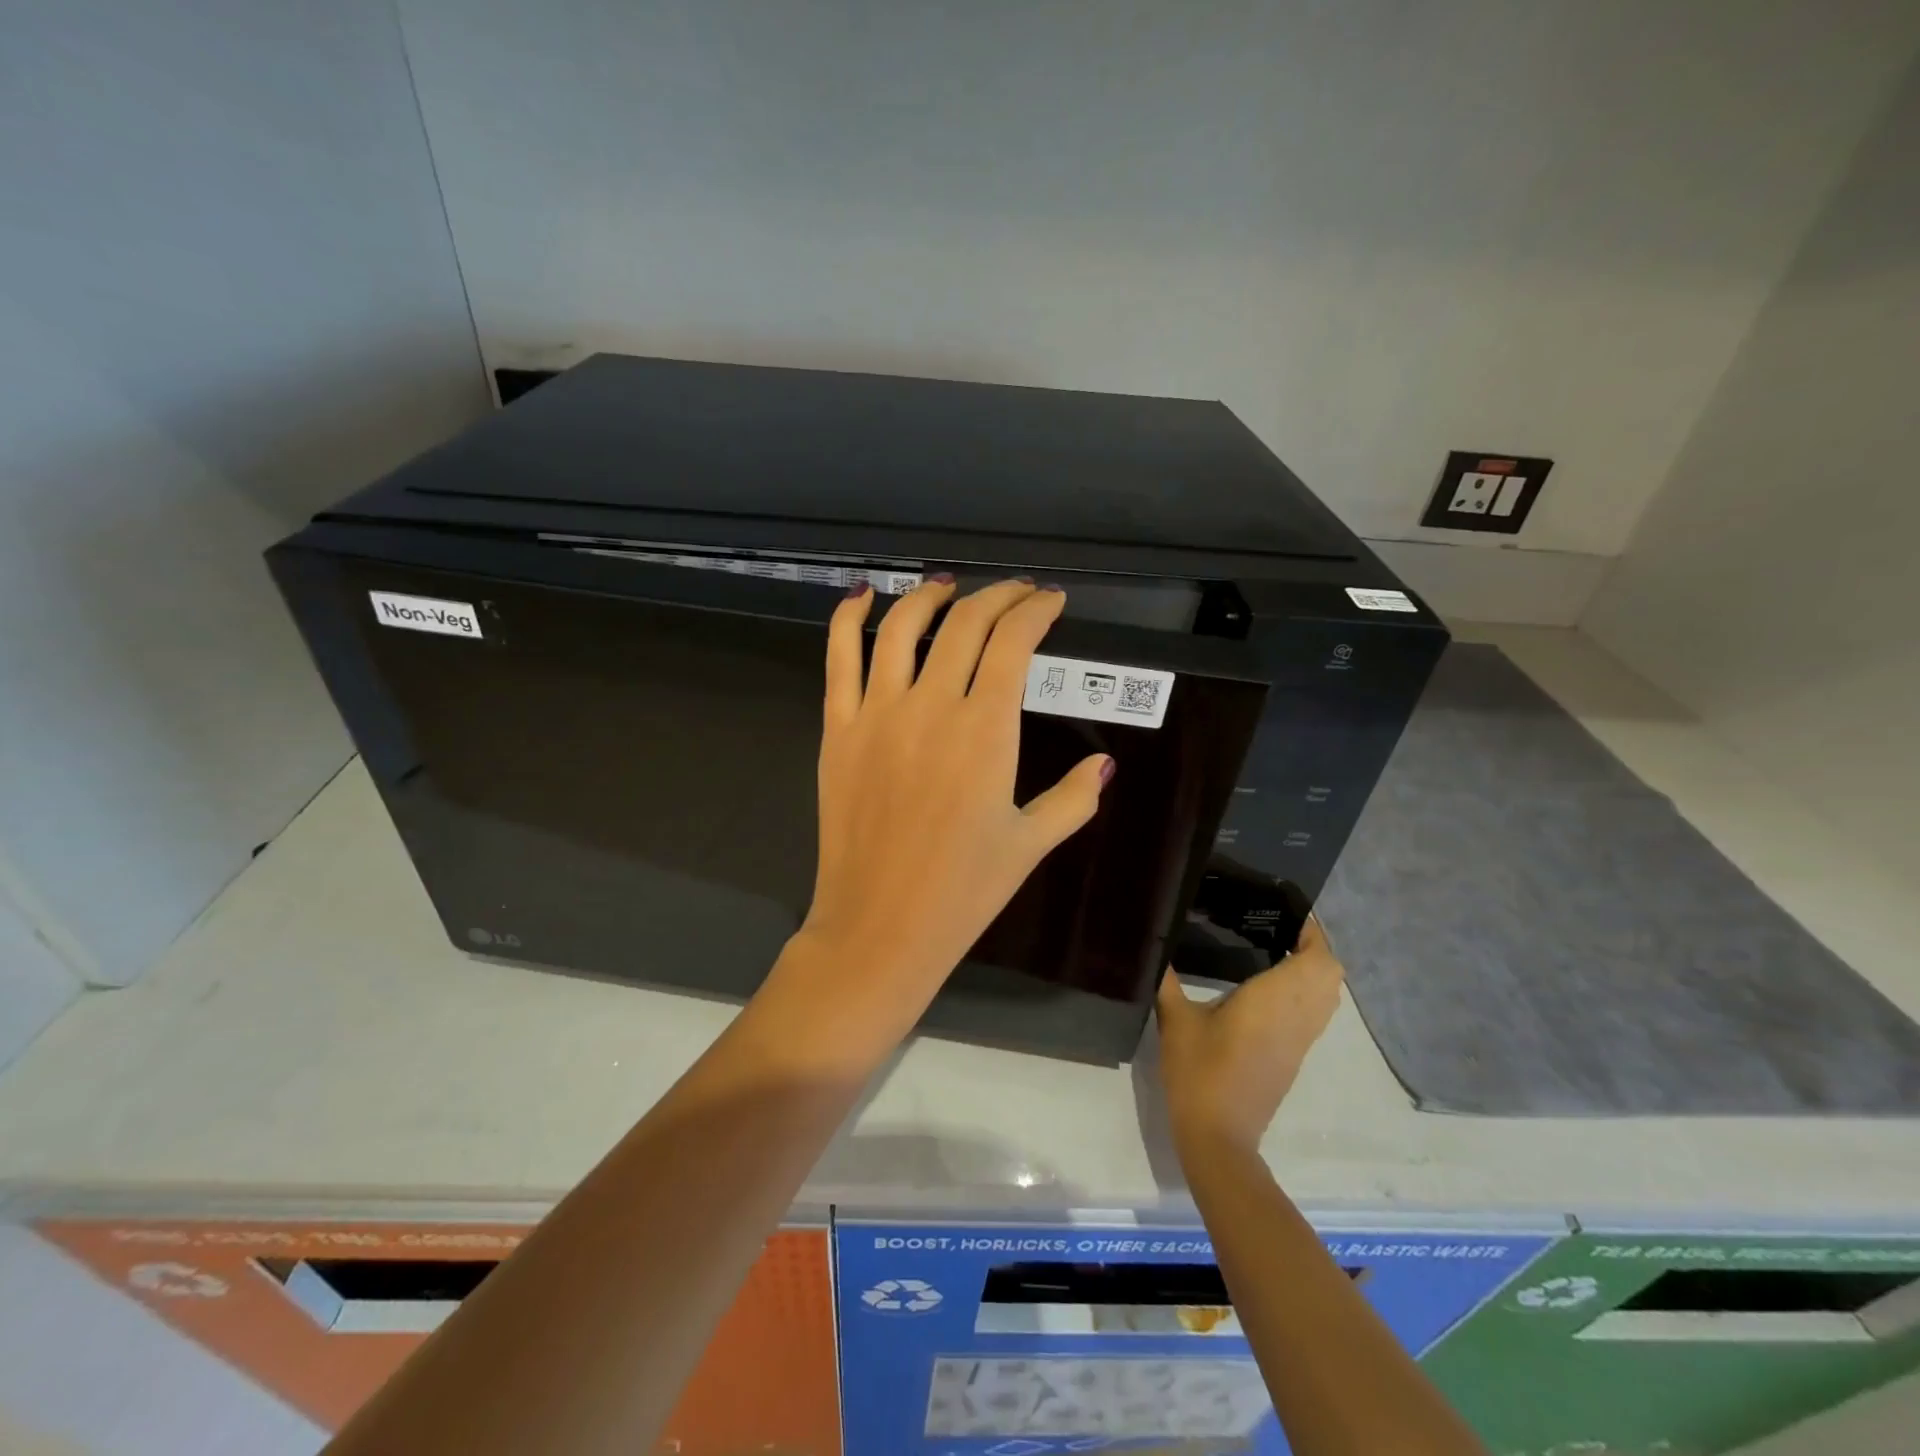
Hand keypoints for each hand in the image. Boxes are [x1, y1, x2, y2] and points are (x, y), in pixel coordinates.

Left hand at [782, 577, 1112, 1039]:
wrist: (880, 927)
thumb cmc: (962, 891)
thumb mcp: (1031, 845)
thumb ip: (1073, 799)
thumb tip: (1106, 766)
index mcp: (985, 732)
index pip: (1012, 643)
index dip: (1034, 611)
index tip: (1050, 603)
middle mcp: (930, 707)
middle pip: (964, 624)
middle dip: (997, 597)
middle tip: (1016, 594)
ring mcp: (877, 714)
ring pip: (901, 628)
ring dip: (930, 596)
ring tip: (949, 587)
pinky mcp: (838, 729)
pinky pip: (838, 659)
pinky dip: (848, 618)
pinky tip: (863, 596)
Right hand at [1155, 916, 1344, 1153]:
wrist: (1219, 1137)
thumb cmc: (1198, 1072)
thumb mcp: (1176, 1019)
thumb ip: (1167, 979)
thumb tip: (1154, 946)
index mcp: (1274, 1000)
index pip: (1316, 959)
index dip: (1312, 932)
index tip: (1289, 912)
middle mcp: (1296, 1017)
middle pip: (1331, 974)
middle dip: (1315, 947)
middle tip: (1280, 929)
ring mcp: (1300, 1040)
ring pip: (1328, 996)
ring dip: (1314, 970)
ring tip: (1278, 950)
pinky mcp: (1294, 1057)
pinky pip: (1316, 1014)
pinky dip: (1307, 992)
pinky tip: (1272, 988)